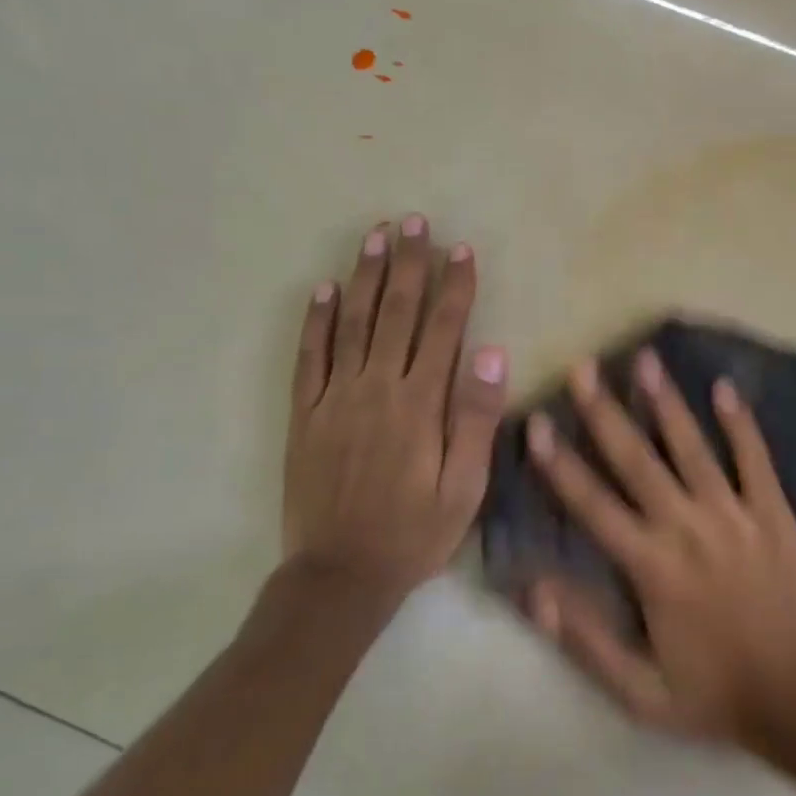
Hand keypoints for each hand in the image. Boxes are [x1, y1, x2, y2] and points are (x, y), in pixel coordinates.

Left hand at [281, 215, 506, 605]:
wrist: (340, 574)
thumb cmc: (415, 532)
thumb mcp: (465, 486)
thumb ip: (477, 418)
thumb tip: (491, 354)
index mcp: (421, 404)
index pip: (443, 329)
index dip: (454, 286)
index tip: (461, 249)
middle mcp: (377, 388)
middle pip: (395, 312)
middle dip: (408, 264)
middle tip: (412, 221)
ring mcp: (335, 398)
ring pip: (351, 323)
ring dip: (364, 276)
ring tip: (374, 236)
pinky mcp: (305, 414)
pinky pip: (309, 357)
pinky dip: (315, 321)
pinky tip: (322, 290)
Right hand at [523, 349, 795, 745]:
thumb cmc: (716, 693)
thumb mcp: (639, 691)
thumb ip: (583, 638)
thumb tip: (532, 588)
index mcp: (650, 566)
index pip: (592, 504)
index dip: (560, 463)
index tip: (537, 422)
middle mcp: (686, 527)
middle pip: (636, 460)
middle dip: (605, 412)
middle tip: (583, 368)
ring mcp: (733, 514)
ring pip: (692, 447)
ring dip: (666, 402)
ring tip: (645, 359)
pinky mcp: (772, 513)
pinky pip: (754, 459)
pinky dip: (741, 423)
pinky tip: (726, 387)